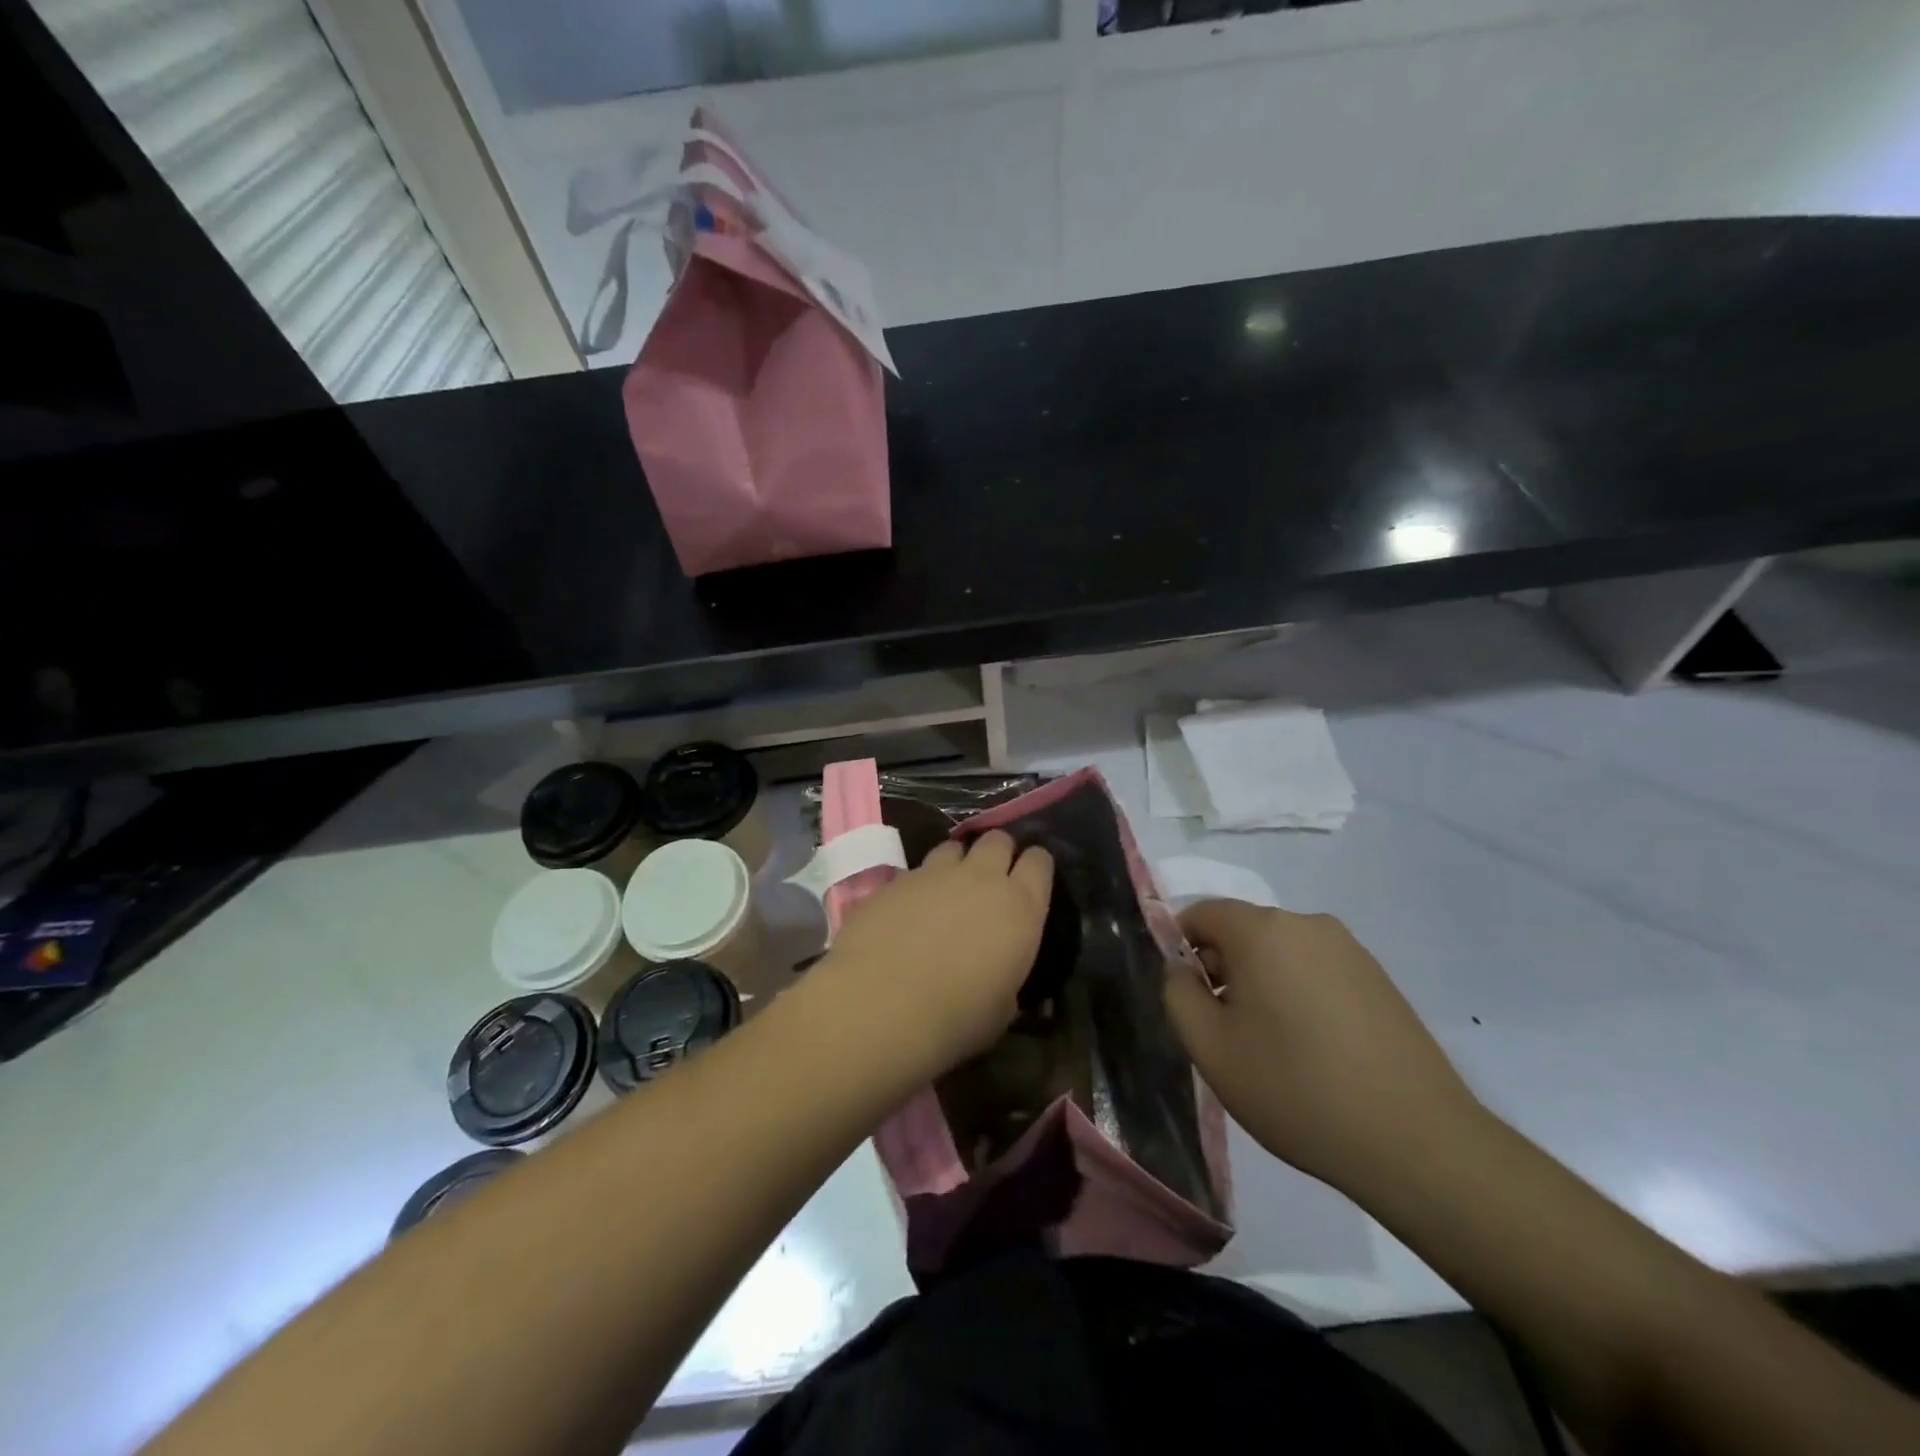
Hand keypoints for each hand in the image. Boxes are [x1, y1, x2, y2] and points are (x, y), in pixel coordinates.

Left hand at [815, 830, 1053, 1081]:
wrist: (881, 1004)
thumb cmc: (956, 1017)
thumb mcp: (1002, 1009)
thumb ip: (1006, 978)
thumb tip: (999, 977)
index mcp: (1019, 906)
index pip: (1039, 862)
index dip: (1036, 866)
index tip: (1031, 879)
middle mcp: (981, 877)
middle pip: (997, 840)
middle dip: (998, 853)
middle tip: (991, 879)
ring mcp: (934, 873)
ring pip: (954, 848)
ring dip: (957, 864)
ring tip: (948, 891)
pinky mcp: (895, 880)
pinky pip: (915, 872)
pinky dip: (919, 886)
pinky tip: (908, 913)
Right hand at [1164, 898, 1484, 1197]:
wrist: (1416, 1142)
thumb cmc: (1296, 1089)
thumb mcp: (1209, 1048)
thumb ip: (1177, 994)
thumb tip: (1182, 969)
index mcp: (1262, 930)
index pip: (1201, 913)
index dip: (1180, 949)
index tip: (1188, 999)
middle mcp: (1307, 924)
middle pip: (1242, 931)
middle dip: (1222, 969)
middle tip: (1226, 1031)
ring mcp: (1350, 949)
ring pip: (1280, 952)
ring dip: (1262, 984)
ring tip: (1272, 1047)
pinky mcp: (1379, 978)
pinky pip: (1316, 970)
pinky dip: (1299, 995)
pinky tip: (1314, 1050)